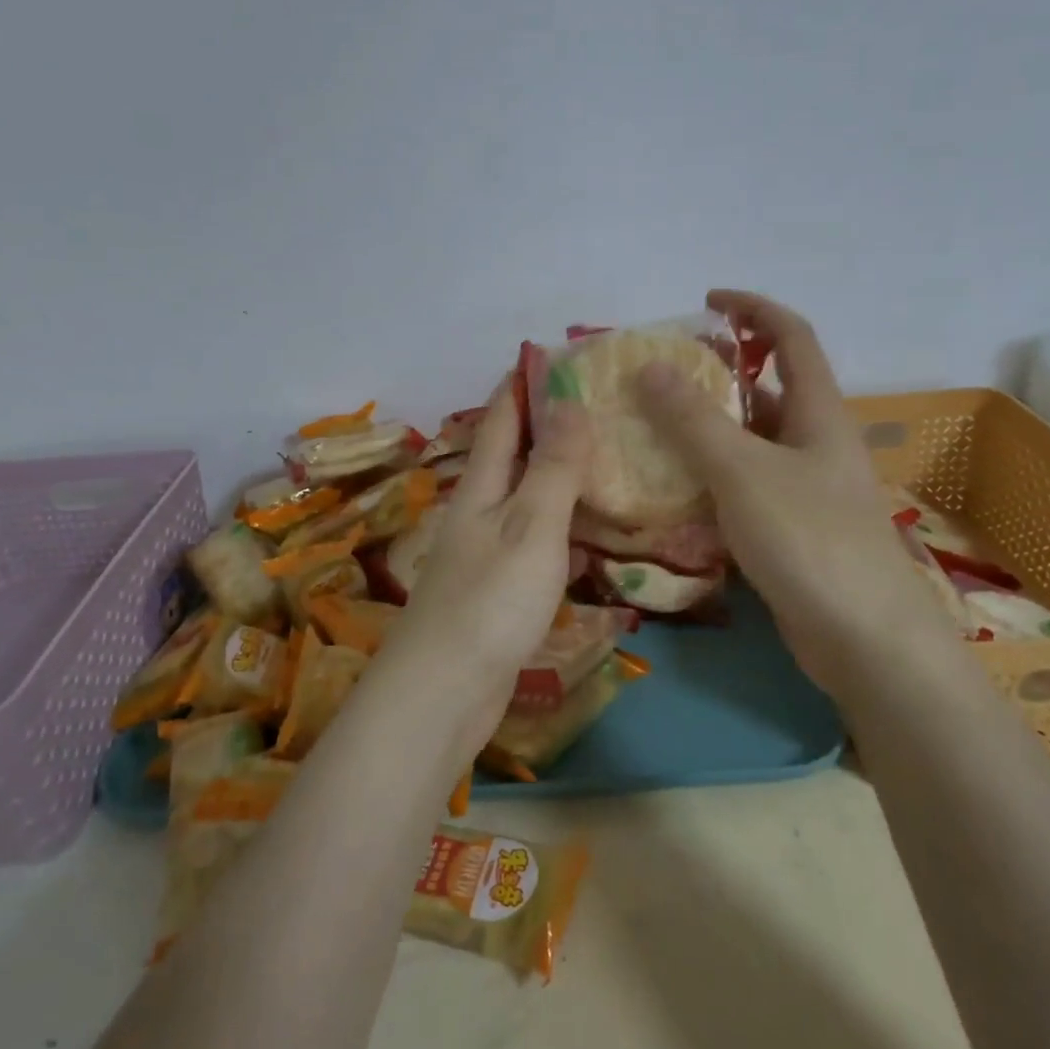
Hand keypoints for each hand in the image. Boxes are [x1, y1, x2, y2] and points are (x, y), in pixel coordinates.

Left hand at [376, 379, 591, 755]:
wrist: (444, 694)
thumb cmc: (490, 601)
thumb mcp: (530, 526)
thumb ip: (553, 467)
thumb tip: (569, 401)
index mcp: (480, 487)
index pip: (500, 420)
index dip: (521, 385)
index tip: (549, 354)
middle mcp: (479, 513)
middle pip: (512, 457)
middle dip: (546, 426)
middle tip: (596, 404)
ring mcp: (487, 555)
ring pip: (527, 500)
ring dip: (557, 478)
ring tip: (605, 459)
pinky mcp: (500, 593)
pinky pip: (537, 545)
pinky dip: (562, 530)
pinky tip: (590, 537)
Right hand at [637, 289, 948, 693]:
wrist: (866, 641)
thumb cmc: (810, 540)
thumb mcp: (743, 471)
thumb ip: (694, 419)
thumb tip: (649, 367)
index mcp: (818, 413)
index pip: (791, 336)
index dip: (753, 309)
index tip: (706, 301)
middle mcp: (815, 443)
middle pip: (767, 389)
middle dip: (716, 375)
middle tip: (658, 378)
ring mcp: (805, 489)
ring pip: (751, 443)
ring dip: (706, 431)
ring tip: (649, 429)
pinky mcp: (791, 529)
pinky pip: (744, 487)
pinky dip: (710, 478)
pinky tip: (671, 491)